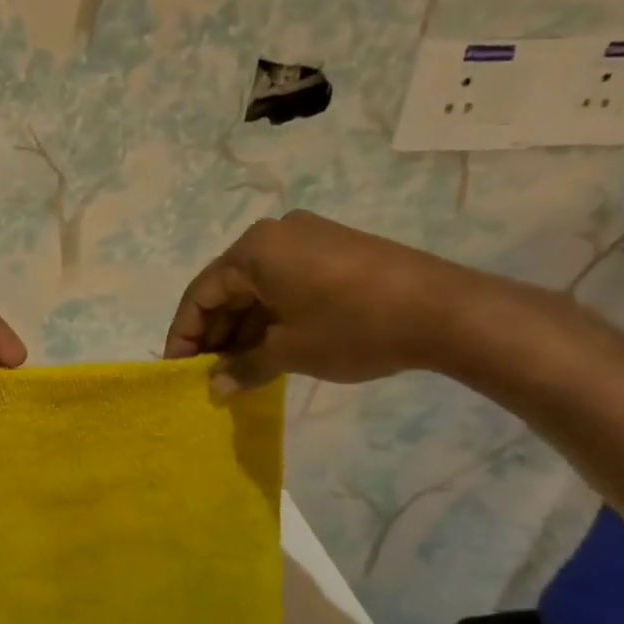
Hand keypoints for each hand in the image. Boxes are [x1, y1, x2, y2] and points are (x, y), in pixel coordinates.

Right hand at [163, 211, 477, 391]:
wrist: (445, 311)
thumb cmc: (352, 326)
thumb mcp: (288, 351)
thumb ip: (243, 367)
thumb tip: (215, 388)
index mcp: (253, 250)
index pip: (200, 294)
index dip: (184, 335)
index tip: (178, 370)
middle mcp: (274, 235)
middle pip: (228, 288)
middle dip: (215, 333)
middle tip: (208, 374)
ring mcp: (307, 240)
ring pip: (258, 288)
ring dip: (244, 328)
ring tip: (236, 370)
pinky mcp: (334, 252)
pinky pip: (285, 284)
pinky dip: (272, 317)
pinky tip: (269, 349)